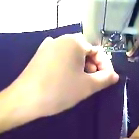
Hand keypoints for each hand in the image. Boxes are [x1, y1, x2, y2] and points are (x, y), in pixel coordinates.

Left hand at [1, 33, 118, 128]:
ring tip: (79, 83)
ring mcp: (48, 45)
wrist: (25, 99)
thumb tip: (114, 75)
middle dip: (92, 66)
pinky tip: (64, 78)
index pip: (98, 51)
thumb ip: (105, 78)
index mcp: (75, 41)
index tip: (107, 81)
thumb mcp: (87, 86)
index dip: (106, 66)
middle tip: (93, 83)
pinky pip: (59, 57)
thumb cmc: (59, 90)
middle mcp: (61, 38)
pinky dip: (66, 66)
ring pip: (71, 54)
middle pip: (84, 51)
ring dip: (80, 67)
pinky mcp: (39, 55)